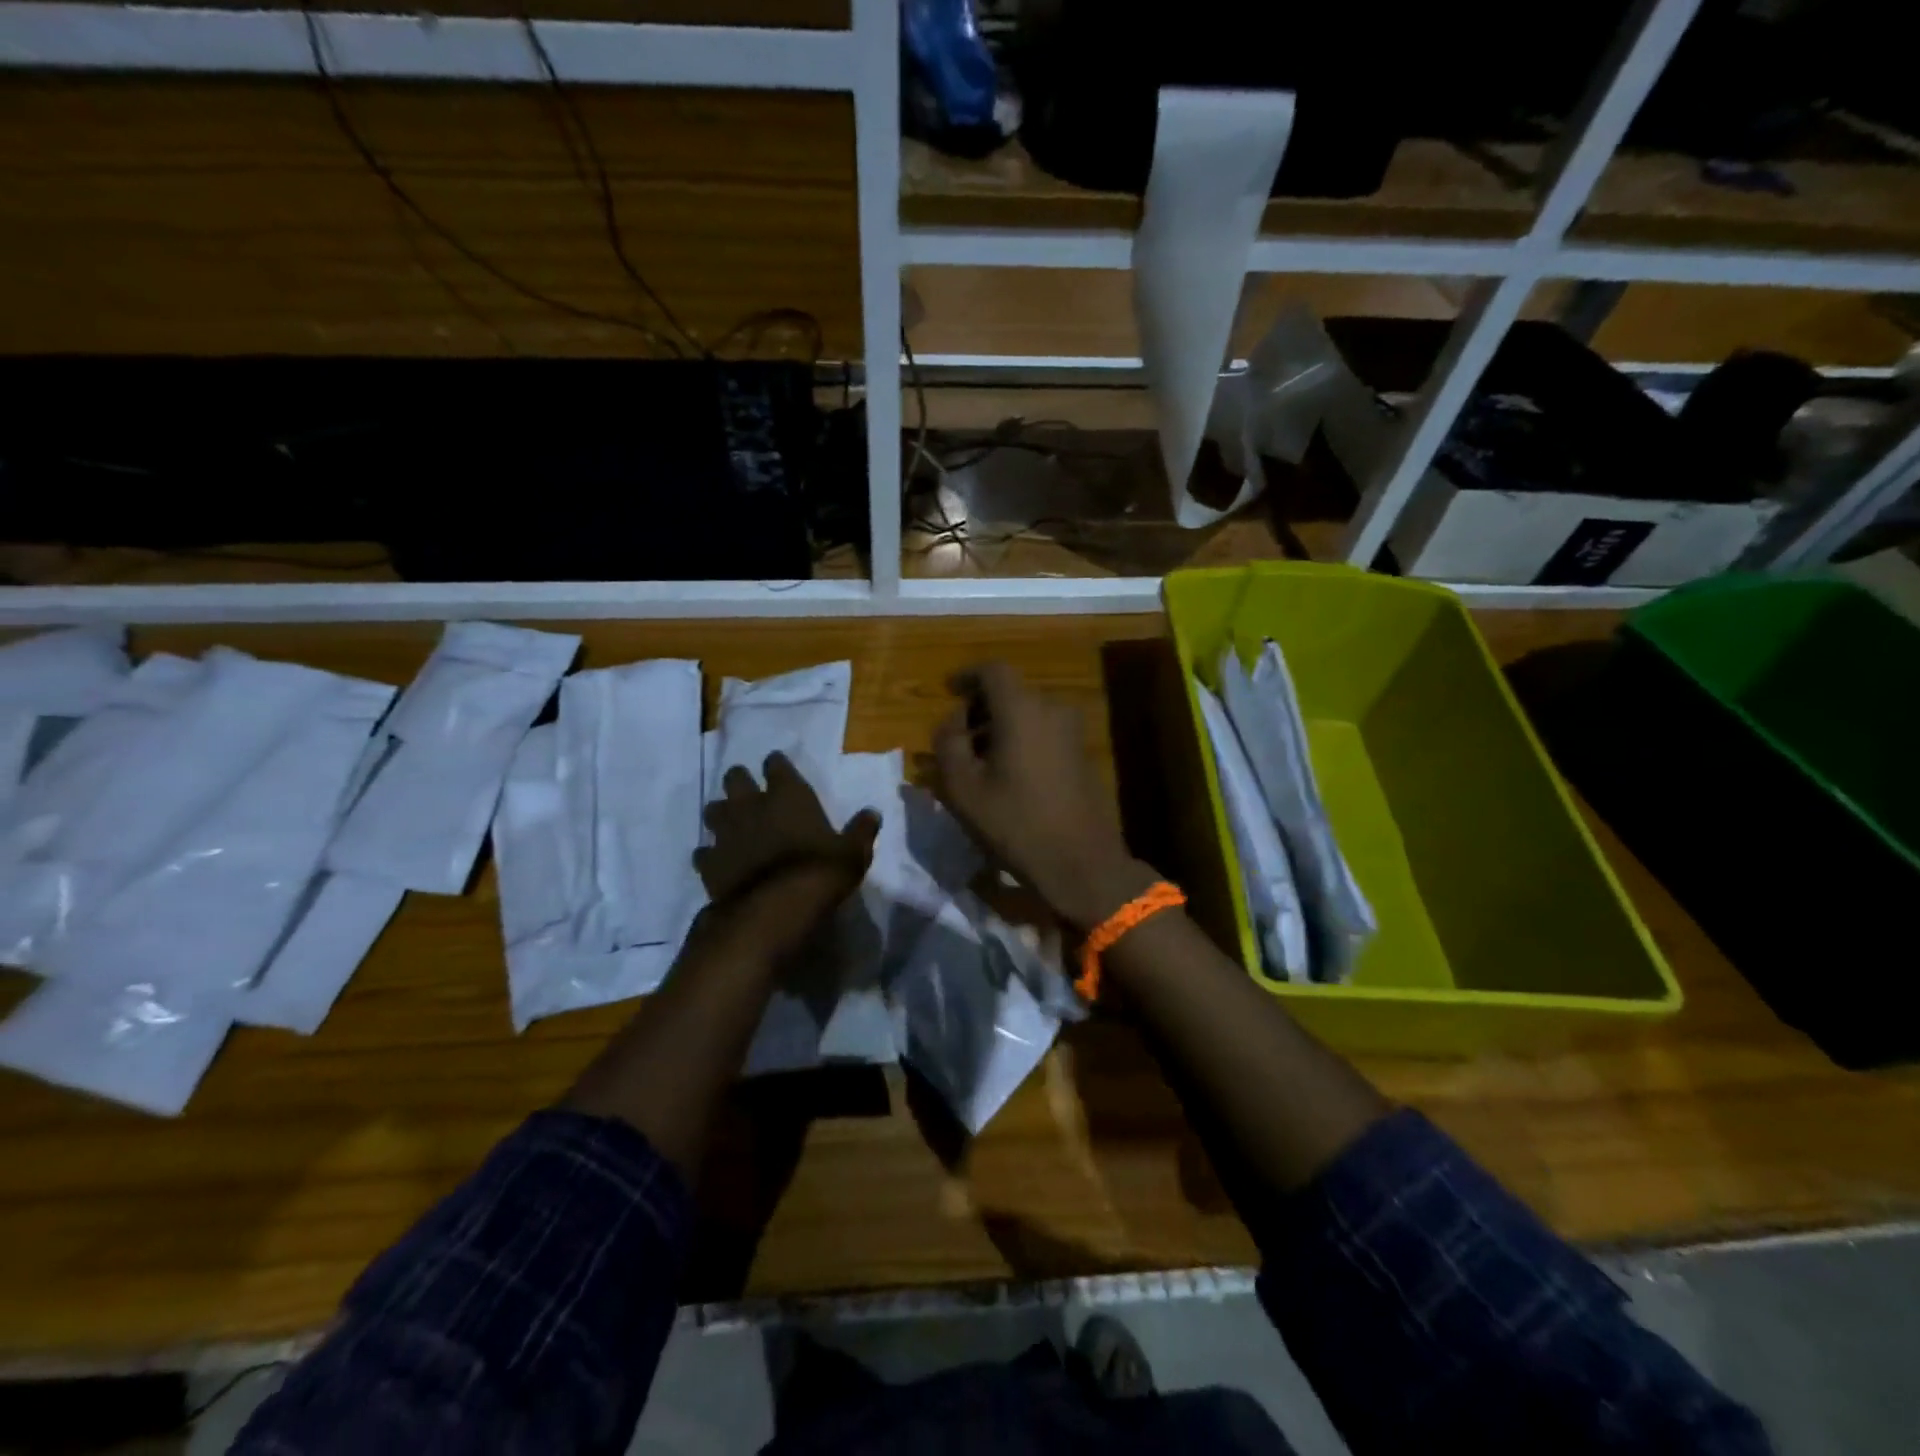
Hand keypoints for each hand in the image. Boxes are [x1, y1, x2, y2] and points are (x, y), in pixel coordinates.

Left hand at [695, 752, 879, 937]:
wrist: (774, 909)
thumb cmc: (820, 871)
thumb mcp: (853, 853)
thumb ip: (861, 831)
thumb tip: (872, 813)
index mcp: (788, 795)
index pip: (776, 765)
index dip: (777, 765)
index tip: (778, 768)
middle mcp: (752, 805)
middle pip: (735, 778)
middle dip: (740, 782)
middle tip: (749, 793)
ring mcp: (726, 833)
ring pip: (713, 810)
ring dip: (721, 814)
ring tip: (731, 825)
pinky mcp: (709, 862)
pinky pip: (703, 851)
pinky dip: (710, 854)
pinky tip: (718, 862)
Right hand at [933, 662, 1154, 931]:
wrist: (1081, 861)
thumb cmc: (1016, 822)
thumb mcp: (963, 787)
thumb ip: (948, 744)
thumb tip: (951, 723)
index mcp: (1022, 709)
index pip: (992, 670)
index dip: (966, 676)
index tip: (948, 690)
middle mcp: (1052, 709)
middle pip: (1009, 692)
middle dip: (979, 708)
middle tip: (956, 738)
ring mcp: (1072, 731)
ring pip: (1027, 713)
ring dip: (999, 727)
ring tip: (976, 761)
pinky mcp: (1081, 752)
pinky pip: (1042, 731)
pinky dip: (1020, 739)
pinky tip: (1005, 773)